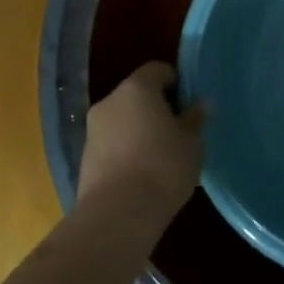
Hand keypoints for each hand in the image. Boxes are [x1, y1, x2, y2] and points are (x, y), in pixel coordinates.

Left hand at [78, 62, 204, 220]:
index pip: (157, 69)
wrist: (118, 213)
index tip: (189, 102)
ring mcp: (92, 129)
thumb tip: (199, 105)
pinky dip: (127, 148)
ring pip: (123, 118)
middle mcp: (110, 101)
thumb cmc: (163, 167)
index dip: (176, 81)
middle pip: (137, 93)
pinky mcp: (85, 155)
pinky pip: (112, 141)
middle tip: (178, 129)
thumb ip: (194, 120)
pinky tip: (143, 171)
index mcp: (137, 89)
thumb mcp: (192, 143)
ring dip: (140, 128)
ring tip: (161, 154)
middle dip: (157, 106)